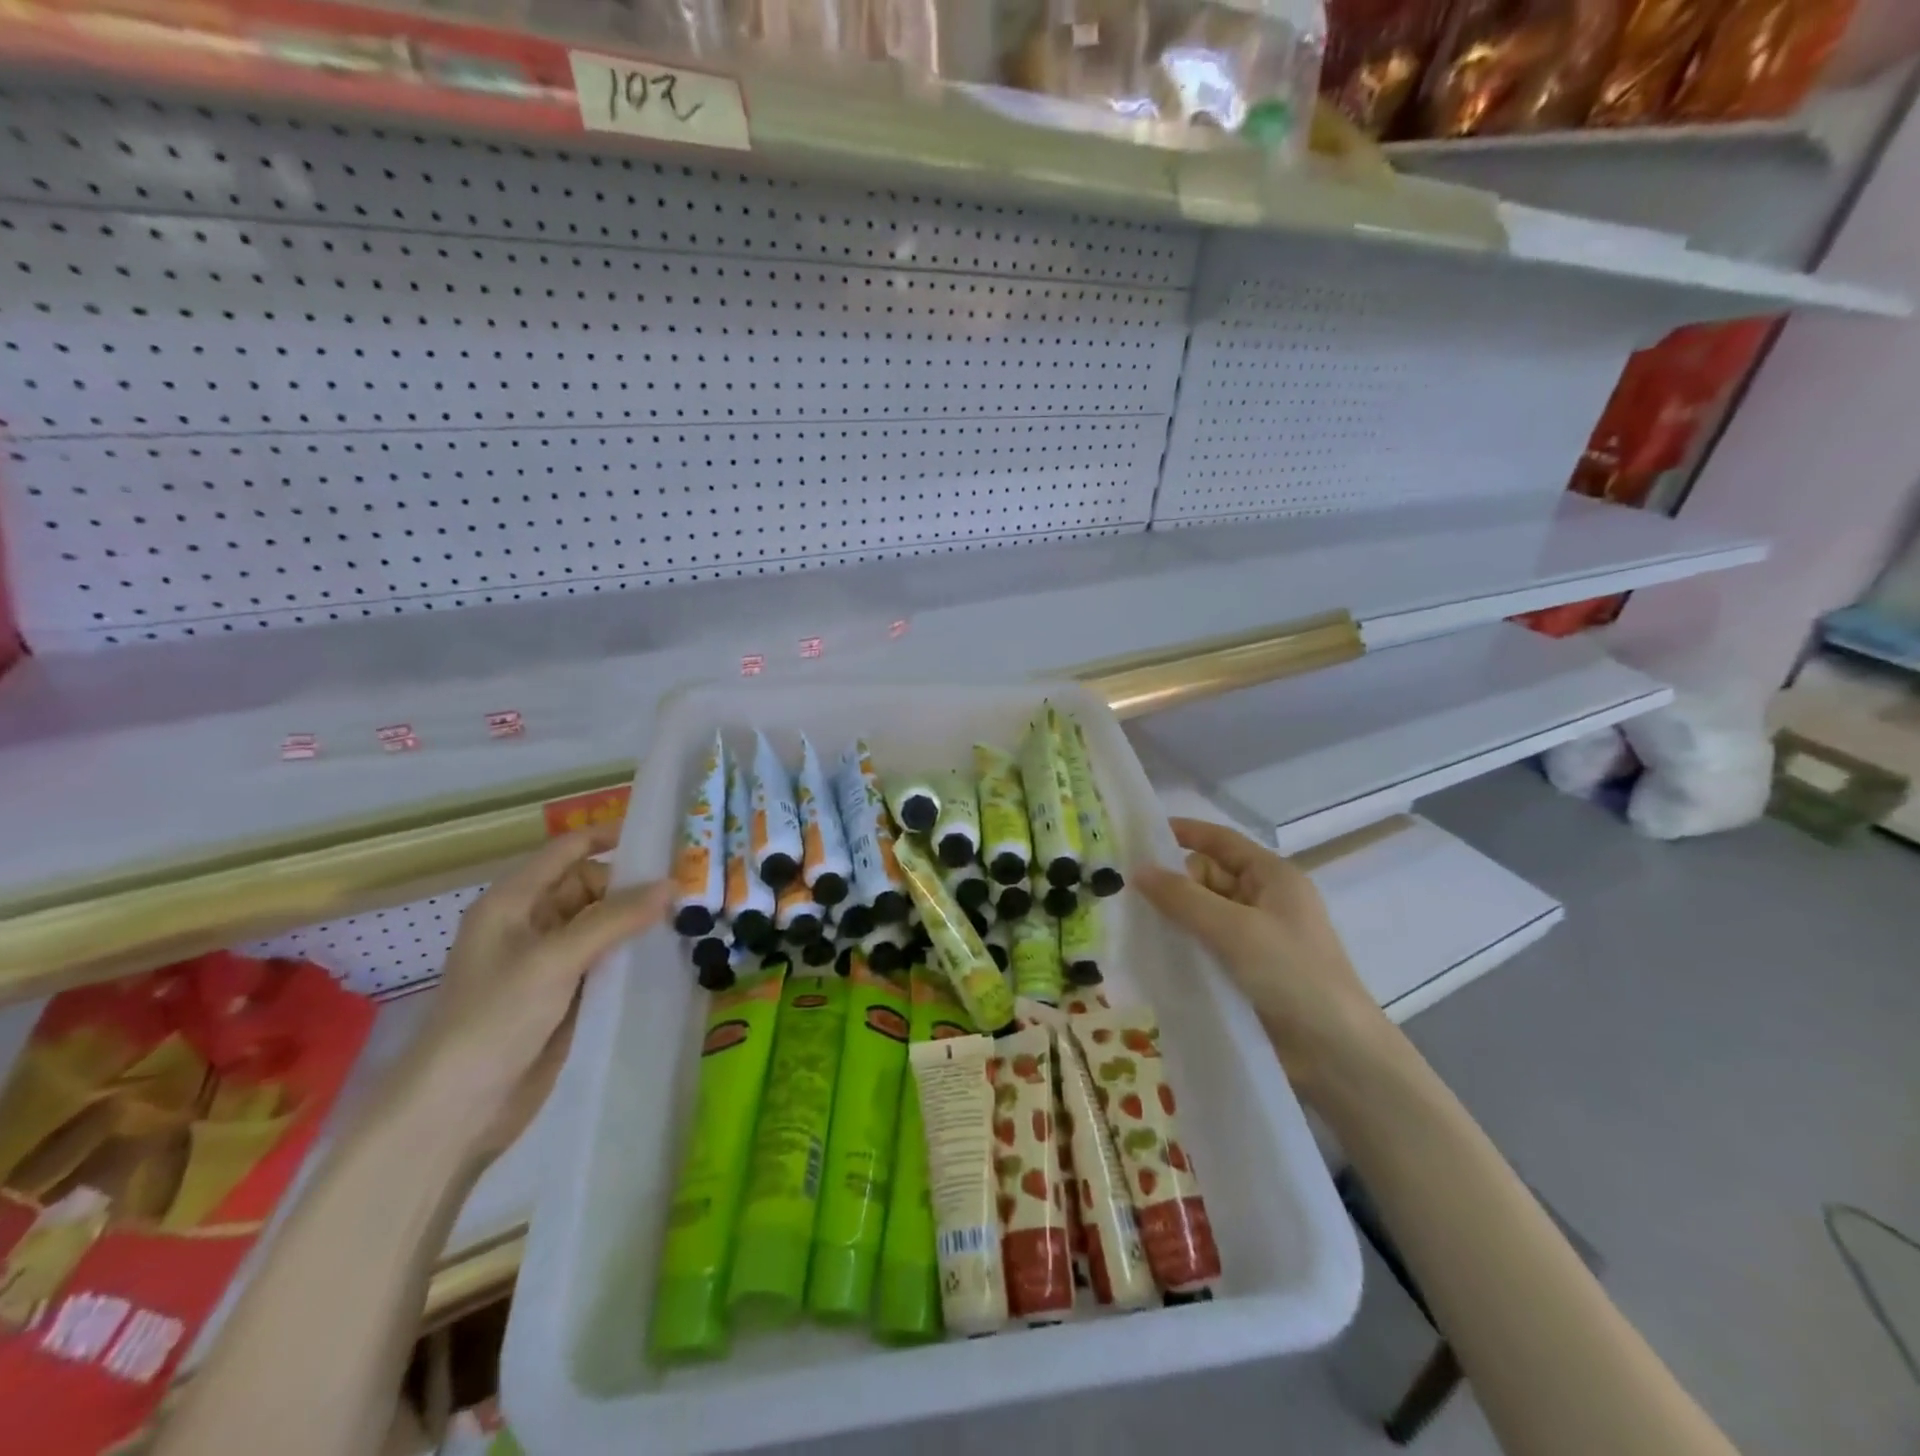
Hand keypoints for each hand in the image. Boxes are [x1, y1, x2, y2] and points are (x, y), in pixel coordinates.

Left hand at [413, 828, 671, 1157]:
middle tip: (688, 887)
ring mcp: (547, 961)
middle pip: (590, 886)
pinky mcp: (563, 995)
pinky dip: (631, 954)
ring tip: (690, 916)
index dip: (610, 837)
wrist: (456, 1111)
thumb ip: (614, 918)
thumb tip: (672, 883)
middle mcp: (531, 923)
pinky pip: (604, 960)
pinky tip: (667, 955)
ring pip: (601, 924)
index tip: (663, 838)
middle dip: (633, 885)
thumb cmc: (494, 1019)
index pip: (568, 850)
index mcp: (513, 902)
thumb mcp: (555, 959)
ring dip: (637, 921)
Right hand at [1135, 817, 1391, 1103]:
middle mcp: (1265, 900)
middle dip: (1172, 881)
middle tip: (1122, 890)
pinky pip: (1206, 945)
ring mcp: (1256, 937)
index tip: (1138, 834)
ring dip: (1173, 916)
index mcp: (1273, 877)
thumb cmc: (1292, 976)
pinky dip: (1183, 945)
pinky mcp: (1247, 971)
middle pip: (1208, 876)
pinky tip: (1151, 953)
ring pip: (1204, 913)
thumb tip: (1137, 869)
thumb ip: (1183, 898)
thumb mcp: (1235, 930)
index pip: (1221, 840)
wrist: (1337, 1055)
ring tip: (1127, 920)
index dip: (1183, 832)